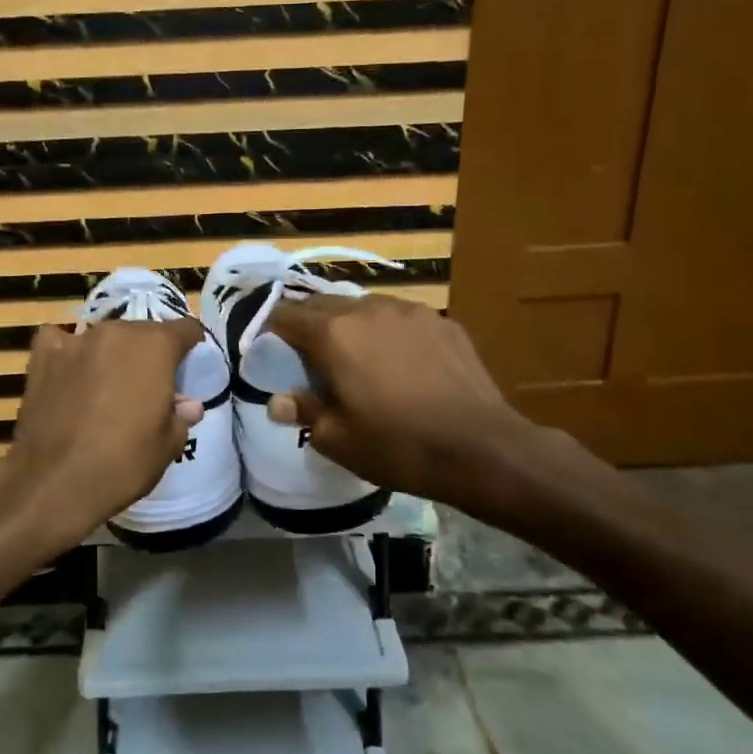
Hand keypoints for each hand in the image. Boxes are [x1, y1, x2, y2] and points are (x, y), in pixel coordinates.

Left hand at [0, 319, 203, 556]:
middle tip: (147, 387)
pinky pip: (59, 340)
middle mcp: (117, 332)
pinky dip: (67, 351)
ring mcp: (76, 341)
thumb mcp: (168, 445)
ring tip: (107, 385)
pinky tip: (68, 371)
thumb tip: (187, 405)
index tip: (189, 364)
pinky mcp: (42, 356)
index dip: (191, 346)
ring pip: (104, 337)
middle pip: (142, 333)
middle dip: (148, 354)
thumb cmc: (124, 463)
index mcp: (155, 346)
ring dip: (111, 354)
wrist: (56, 483)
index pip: (185, 329)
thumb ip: (180, 415)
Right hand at [264, 295, 608, 525]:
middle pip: (324, 304)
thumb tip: (278, 401)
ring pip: (365, 307)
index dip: (272, 330)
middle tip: (310, 357)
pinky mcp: (443, 322)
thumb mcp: (337, 438)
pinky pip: (401, 319)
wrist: (481, 448)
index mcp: (333, 334)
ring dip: (350, 325)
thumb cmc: (397, 446)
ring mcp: (410, 311)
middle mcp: (368, 309)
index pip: (286, 315)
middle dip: (310, 325)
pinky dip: (388, 333)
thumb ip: (303, 411)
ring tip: (357, 358)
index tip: (271, 350)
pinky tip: (401, 363)